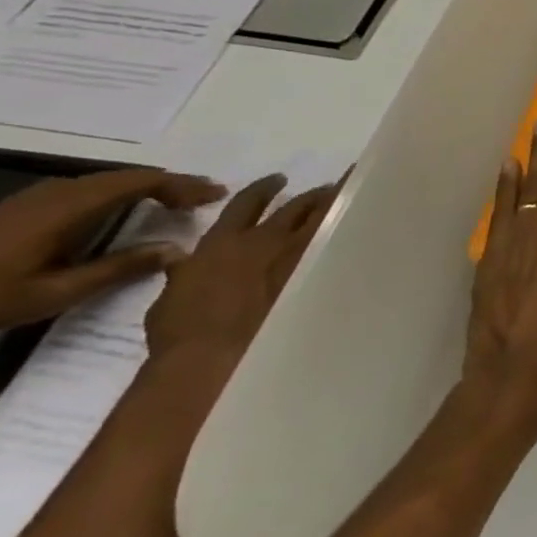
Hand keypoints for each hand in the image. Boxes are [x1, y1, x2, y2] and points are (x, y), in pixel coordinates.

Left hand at [0, 168, 224, 339]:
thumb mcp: (58, 291)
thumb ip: (120, 268)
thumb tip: (178, 249)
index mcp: (71, 208)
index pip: (140, 182)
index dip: (182, 185)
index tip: (216, 194)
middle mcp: (60, 192)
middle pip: (129, 177)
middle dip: (173, 183)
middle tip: (208, 196)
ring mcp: (42, 196)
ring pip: (110, 180)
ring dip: (149, 186)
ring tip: (179, 201)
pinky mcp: (31, 205)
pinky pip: (92, 188)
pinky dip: (124, 192)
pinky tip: (131, 208)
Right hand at [142, 174, 337, 378]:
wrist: (214, 356)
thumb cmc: (182, 333)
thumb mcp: (172, 297)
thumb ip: (184, 272)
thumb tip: (181, 260)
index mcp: (223, 242)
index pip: (246, 203)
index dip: (263, 188)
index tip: (278, 179)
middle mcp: (265, 241)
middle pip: (296, 206)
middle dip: (312, 196)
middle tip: (327, 188)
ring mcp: (297, 256)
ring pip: (324, 218)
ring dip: (337, 205)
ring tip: (351, 195)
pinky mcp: (319, 274)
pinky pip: (340, 245)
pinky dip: (350, 234)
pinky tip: (364, 230)